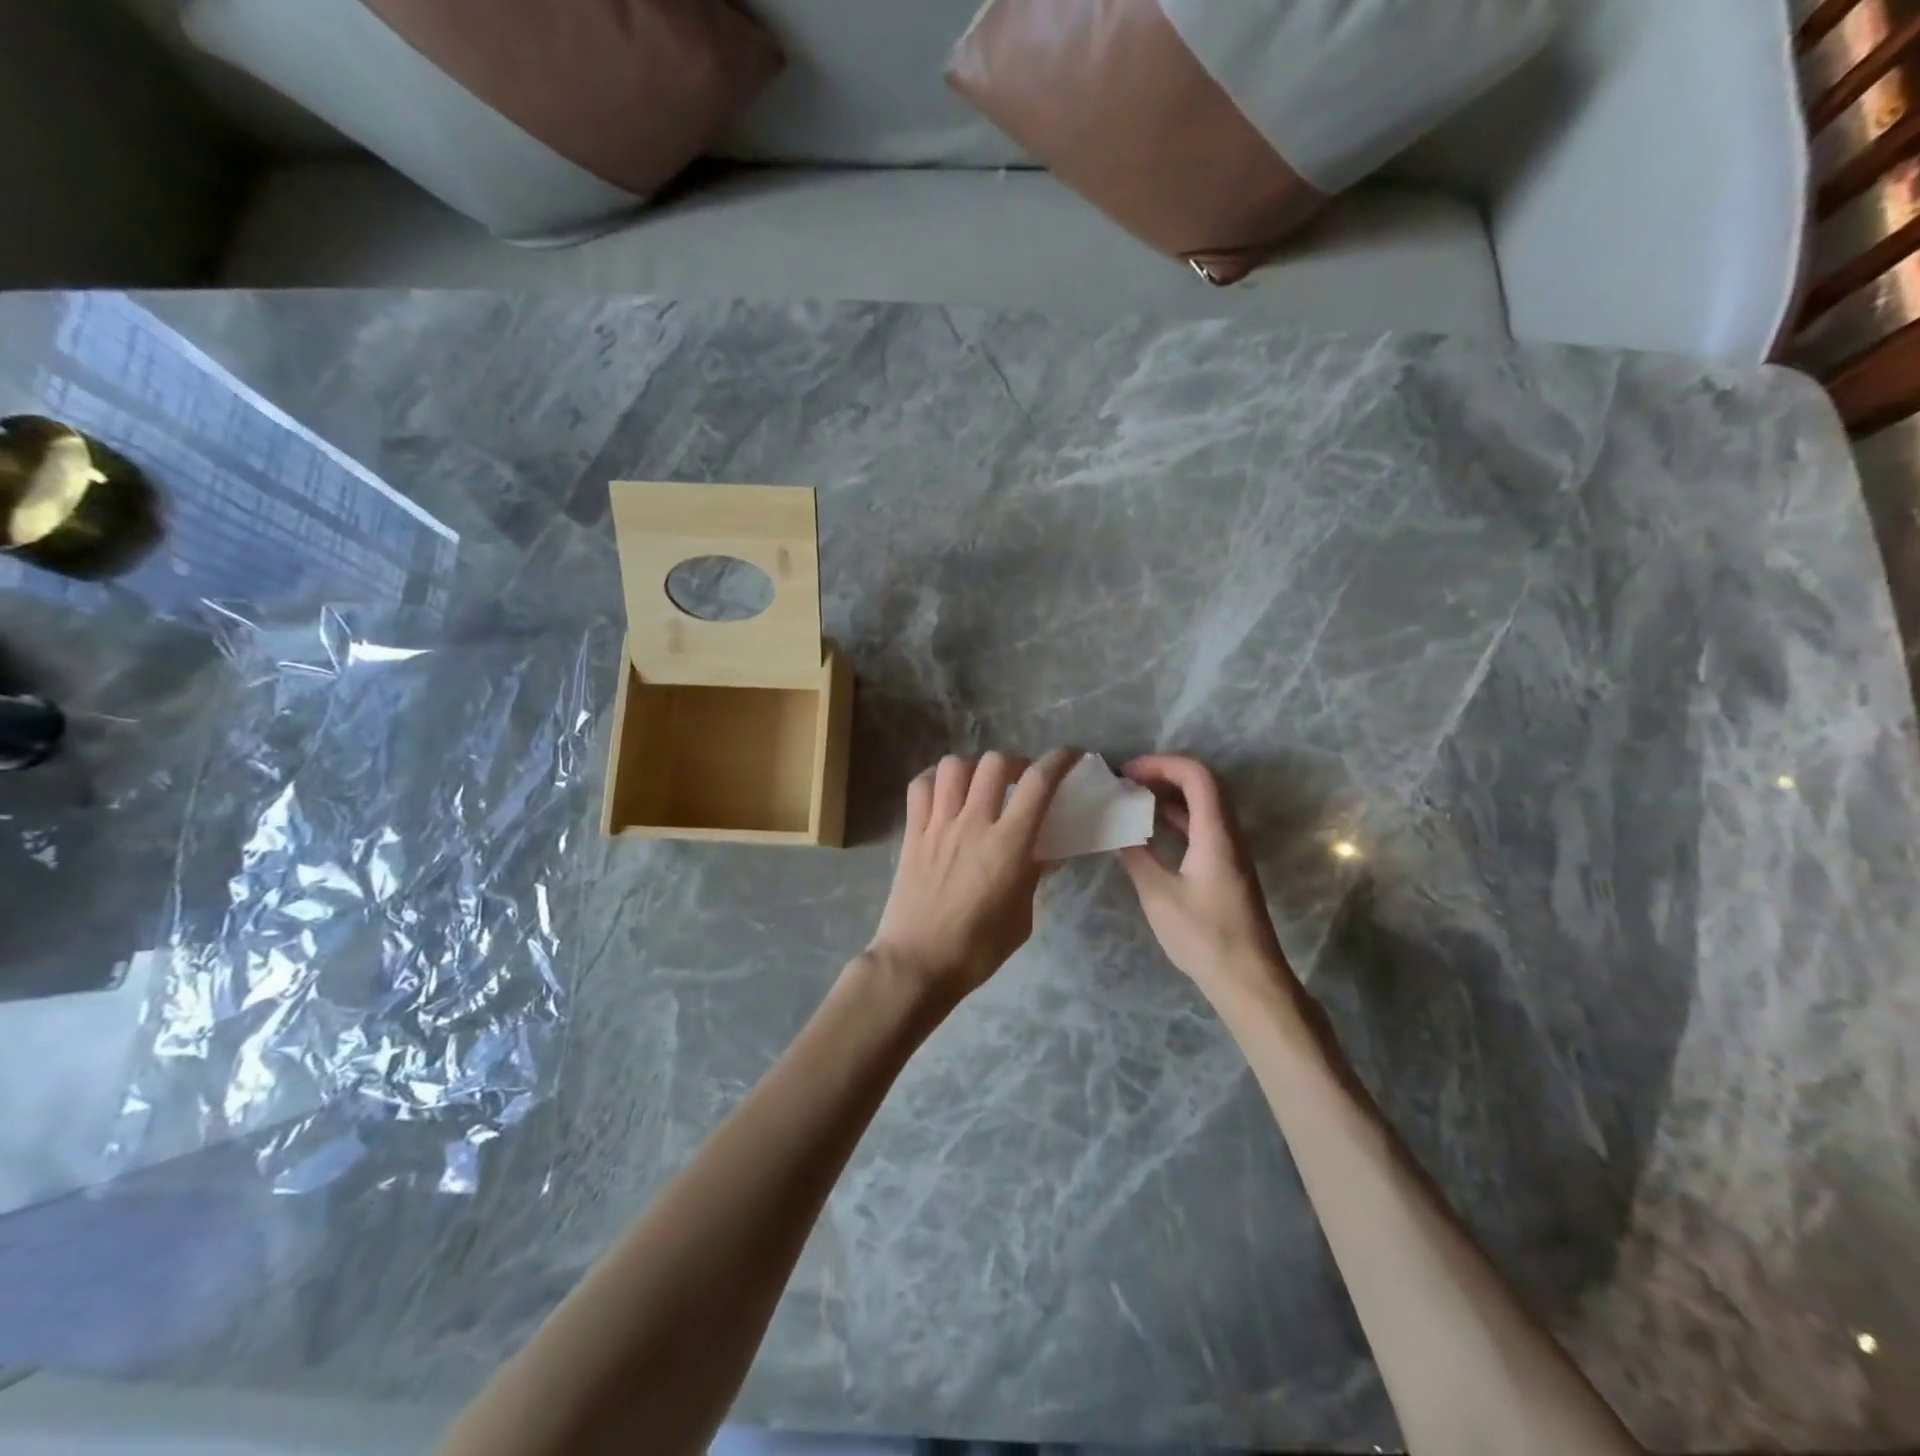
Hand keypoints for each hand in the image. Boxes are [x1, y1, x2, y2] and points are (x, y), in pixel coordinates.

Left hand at [867, 749, 1080, 1004]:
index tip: (1071, 757)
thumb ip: (1032, 876)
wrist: (917, 963)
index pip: (1038, 784)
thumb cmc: (977, 949)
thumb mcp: (1021, 916)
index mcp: (1008, 845)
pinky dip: (935, 779)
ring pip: (954, 766)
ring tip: (980, 785)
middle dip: (1015, 763)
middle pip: (995, 763)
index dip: (1059, 761)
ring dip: (974, 767)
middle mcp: (973, 824)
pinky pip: (920, 787)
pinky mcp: (912, 833)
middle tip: (1021, 782)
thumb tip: (1043, 852)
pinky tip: (944, 793)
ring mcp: (938, 825)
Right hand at [1120, 755, 1296, 1002]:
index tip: (1126, 773)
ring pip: (1202, 805)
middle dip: (1162, 774)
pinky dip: (1175, 818)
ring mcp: (1230, 851)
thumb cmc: (1204, 936)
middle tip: (1125, 783)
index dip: (1161, 764)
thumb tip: (1117, 830)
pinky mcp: (1226, 868)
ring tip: (1131, 801)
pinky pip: (1201, 826)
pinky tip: (1149, 830)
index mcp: (1215, 833)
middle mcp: (1228, 834)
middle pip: (1201, 784)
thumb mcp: (1159, 895)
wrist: (1248, 979)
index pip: (1196, 775)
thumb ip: (1136, 856)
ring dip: (1168, 796)